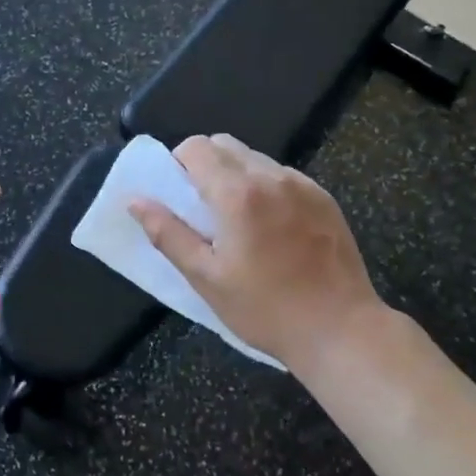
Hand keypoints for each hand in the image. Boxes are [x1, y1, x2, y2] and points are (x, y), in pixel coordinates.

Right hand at [128, 135, 387, 377]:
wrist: (340, 330)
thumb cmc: (264, 309)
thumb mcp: (206, 277)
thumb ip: (167, 233)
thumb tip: (136, 201)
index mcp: (238, 194)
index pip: (197, 147)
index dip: (178, 164)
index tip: (178, 197)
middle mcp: (272, 177)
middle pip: (225, 145)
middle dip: (205, 166)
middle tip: (202, 210)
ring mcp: (303, 185)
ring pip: (255, 159)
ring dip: (236, 175)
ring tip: (238, 222)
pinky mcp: (325, 199)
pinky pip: (283, 176)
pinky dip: (265, 188)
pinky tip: (271, 229)